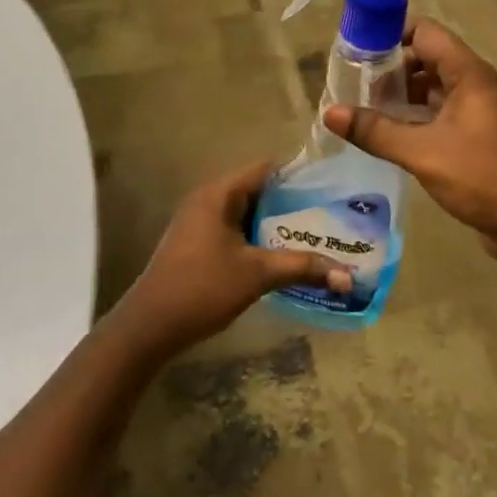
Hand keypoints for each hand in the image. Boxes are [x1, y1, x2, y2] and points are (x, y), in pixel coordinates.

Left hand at [108, 160, 349, 358]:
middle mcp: (208, 199)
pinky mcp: (198, 243)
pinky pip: (236, 230)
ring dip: (277, 224)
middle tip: (332, 214)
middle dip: (294, 203)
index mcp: (220, 193)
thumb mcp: (257, 275)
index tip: (332, 186)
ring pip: (249, 213)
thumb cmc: (202, 288)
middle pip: (260, 190)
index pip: (267, 168)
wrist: (148, 328)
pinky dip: (260, 238)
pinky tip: (284, 255)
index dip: (300, 175)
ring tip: (317, 234)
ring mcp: (200, 222)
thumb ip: (302, 268)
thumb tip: (348, 276)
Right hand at [324, 19, 496, 268]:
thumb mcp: (423, 152)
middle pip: (424, 58)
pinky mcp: (473, 137)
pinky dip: (411, 118)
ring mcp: (474, 111)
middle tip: (349, 86)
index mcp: (467, 73)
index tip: (353, 52)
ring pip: (429, 89)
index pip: (424, 32)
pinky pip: (436, 115)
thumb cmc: (483, 176)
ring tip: (359, 110)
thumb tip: (329, 112)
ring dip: (398, 96)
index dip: (389, 35)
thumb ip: (376, 131)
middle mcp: (472, 84)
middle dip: (388, 69)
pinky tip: (384, 135)